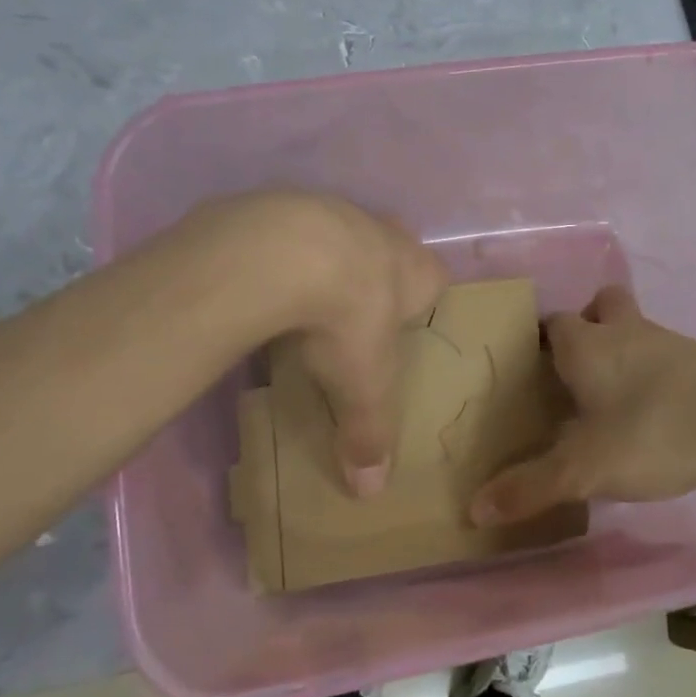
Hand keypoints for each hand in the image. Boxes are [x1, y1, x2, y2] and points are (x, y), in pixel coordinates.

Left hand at [175, 191, 446, 496]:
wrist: (285, 253)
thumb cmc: (348, 319)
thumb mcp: (362, 386)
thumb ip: (369, 434)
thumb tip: (371, 492)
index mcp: (415, 270)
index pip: (436, 278)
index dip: (423, 297)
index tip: (403, 321)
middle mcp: (382, 232)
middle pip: (391, 245)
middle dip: (378, 270)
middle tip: (354, 307)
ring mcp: (333, 210)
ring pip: (340, 231)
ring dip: (326, 257)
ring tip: (300, 295)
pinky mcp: (283, 204)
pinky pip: (288, 227)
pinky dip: (279, 250)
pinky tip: (259, 278)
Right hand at [468, 286, 695, 524]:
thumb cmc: (655, 431)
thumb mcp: (585, 468)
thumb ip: (531, 487)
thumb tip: (475, 508)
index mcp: (587, 344)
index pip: (551, 323)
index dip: (538, 340)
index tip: (529, 367)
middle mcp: (625, 331)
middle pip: (600, 306)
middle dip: (587, 326)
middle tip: (576, 370)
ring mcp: (669, 341)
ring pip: (636, 329)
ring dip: (623, 350)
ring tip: (613, 400)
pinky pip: (666, 355)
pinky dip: (655, 373)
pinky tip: (657, 414)